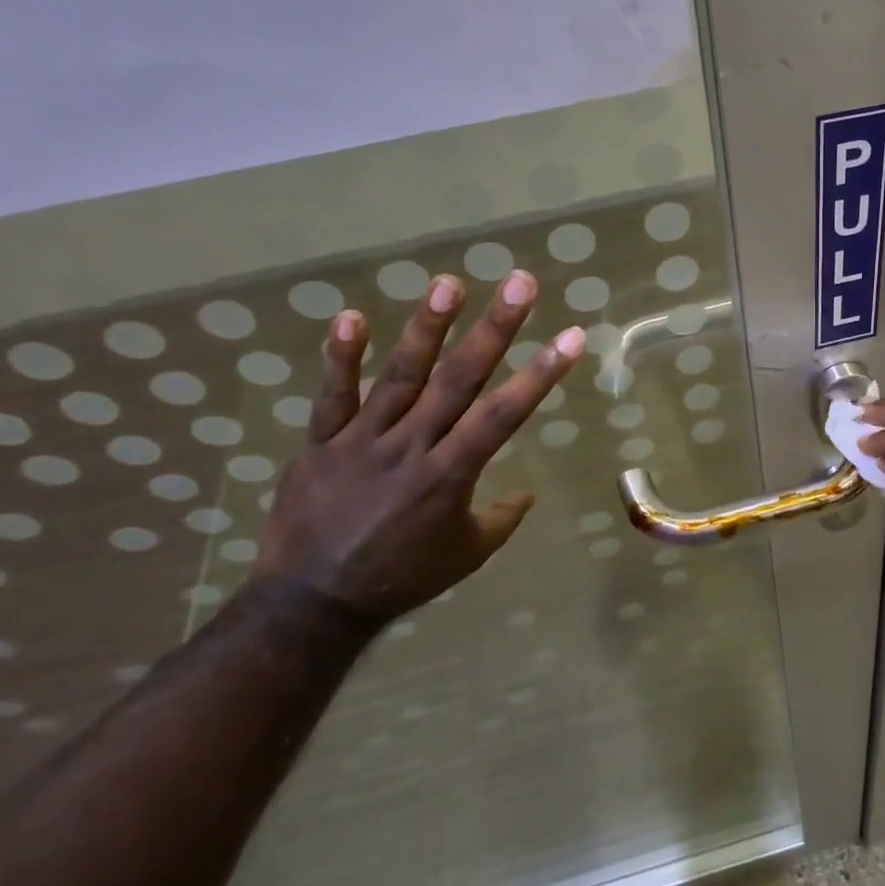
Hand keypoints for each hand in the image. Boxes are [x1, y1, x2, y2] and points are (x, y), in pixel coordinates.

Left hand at [253, 267, 583, 624]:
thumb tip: (527, 494)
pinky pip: (332, 396)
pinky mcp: (321, 442)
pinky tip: (352, 315)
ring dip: (428, 328)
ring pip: (401, 376)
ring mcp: (364, 440)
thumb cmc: (401, 578)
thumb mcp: (466, 555)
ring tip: (450, 283)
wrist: (313, 603)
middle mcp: (413, 446)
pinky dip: (340, 357)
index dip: (541, 374)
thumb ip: (501, 519)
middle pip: (460, 379)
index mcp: (452, 474)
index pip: (505, 414)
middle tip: (520, 283)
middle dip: (495, 329)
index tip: (571, 336)